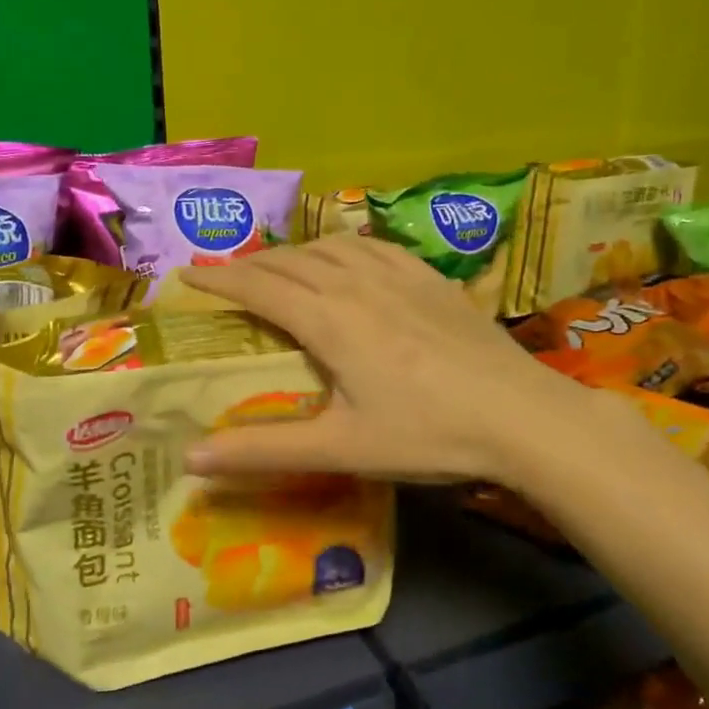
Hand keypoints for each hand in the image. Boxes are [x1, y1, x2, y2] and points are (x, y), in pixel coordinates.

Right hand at [180, 236, 645, 484]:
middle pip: (290, 261)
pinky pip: (373, 246)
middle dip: (250, 264)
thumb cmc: (428, 434)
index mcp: (329, 319)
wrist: (522, 415)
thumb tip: (190, 461)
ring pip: (331, 247)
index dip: (218, 279)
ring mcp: (400, 275)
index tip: (186, 275)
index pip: (258, 287)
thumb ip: (264, 450)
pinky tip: (348, 259)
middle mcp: (357, 283)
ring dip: (295, 252)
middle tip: (224, 275)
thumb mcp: (341, 448)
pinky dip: (342, 247)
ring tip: (279, 267)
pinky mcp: (433, 278)